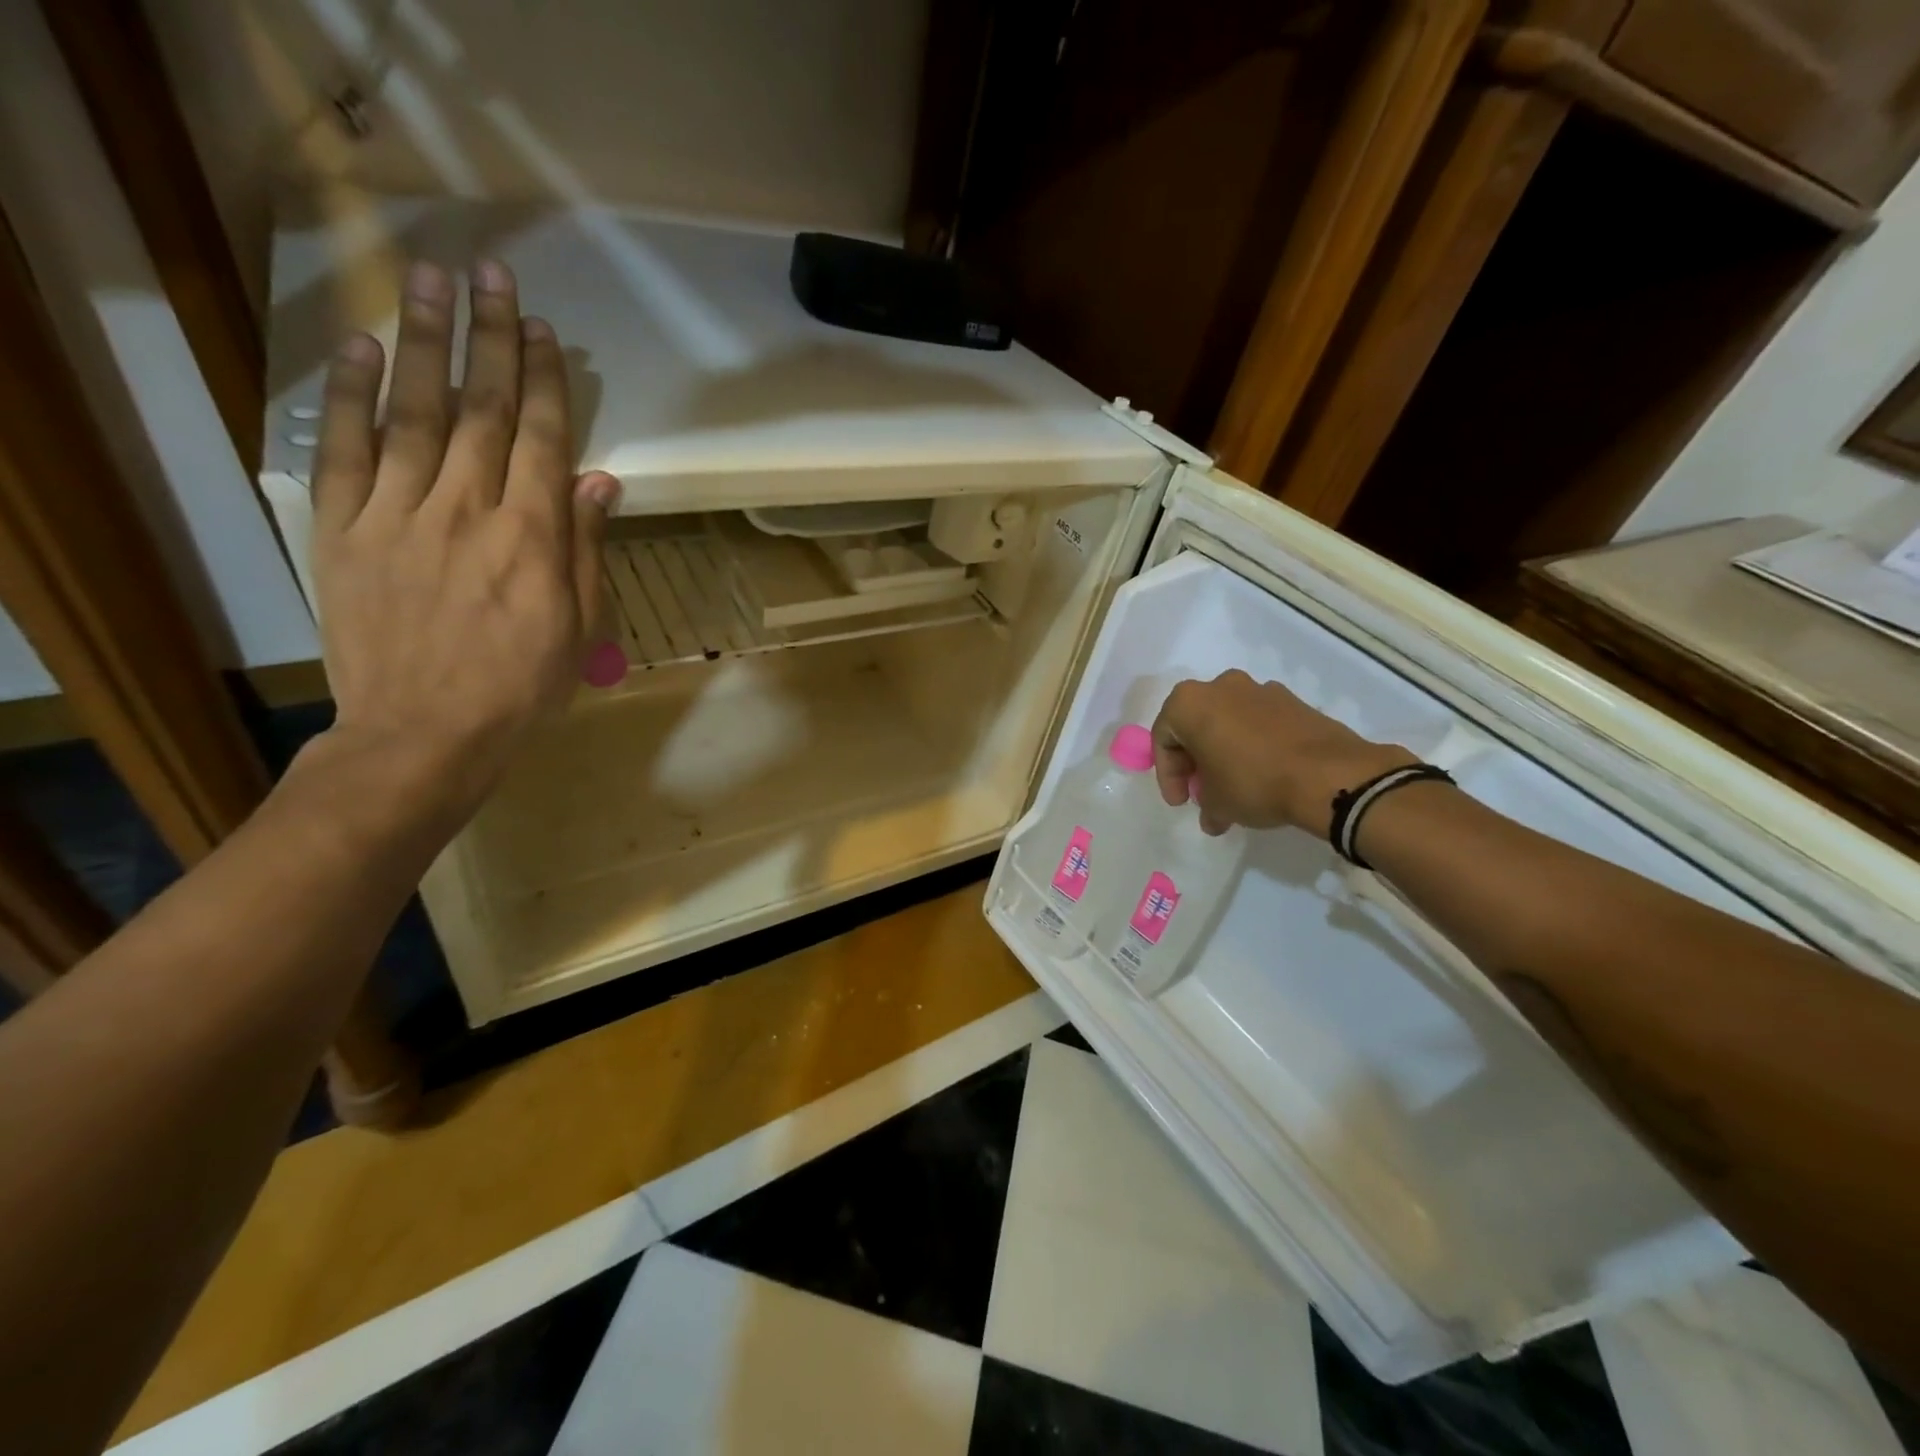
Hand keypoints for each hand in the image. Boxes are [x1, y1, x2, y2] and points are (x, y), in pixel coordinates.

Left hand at [308, 259, 618, 816]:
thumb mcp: (579, 627)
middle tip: (491, 275)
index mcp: (532, 537)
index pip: (541, 438)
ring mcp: (399, 514)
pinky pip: (346, 451)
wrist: (425, 732)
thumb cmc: (522, 687)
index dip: (544, 380)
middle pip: (481, 409)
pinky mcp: (346, 530)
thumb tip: (601, 482)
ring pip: (414, 412)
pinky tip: (359, 348)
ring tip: (428, 280)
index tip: (544, 331)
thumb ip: (587, 549)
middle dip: (489, 339)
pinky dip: (349, 395)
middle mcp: (467, 509)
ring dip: (424, 342)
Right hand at [1150, 670, 1414, 837]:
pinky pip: (1259, 722)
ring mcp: (1260, 689)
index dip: (1168, 774)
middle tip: (1203, 792)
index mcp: (1189, 703)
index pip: (1163, 738)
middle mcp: (1220, 686)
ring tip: (1235, 786)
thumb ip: (1206, 804)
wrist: (1328, 775)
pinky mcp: (1292, 700)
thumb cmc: (1254, 782)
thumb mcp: (1217, 803)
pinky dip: (1254, 744)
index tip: (1182, 801)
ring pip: (1228, 721)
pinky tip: (1264, 774)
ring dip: (1225, 751)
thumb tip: (1213, 814)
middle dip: (1195, 760)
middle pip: (1195, 725)